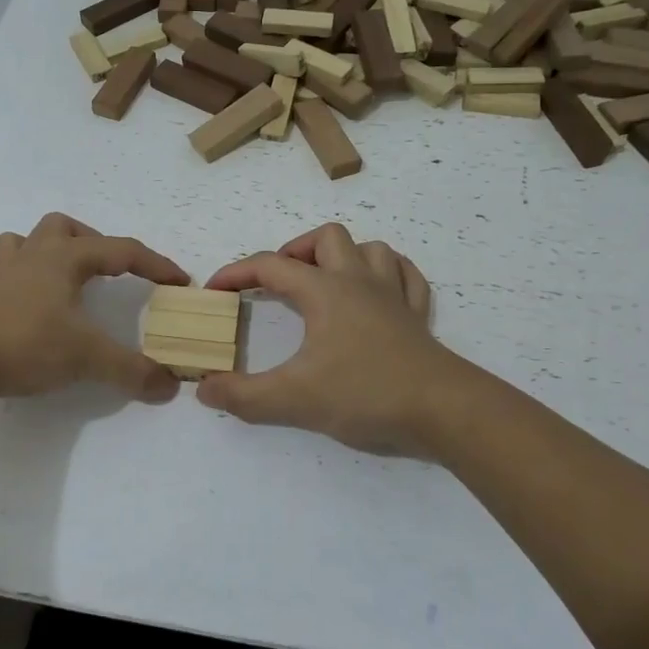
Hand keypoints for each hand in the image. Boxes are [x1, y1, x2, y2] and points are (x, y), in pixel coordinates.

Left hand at [0, 213, 188, 402]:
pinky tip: (11, 302)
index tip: (178, 282)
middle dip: (88, 241)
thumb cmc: (23, 343)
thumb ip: (130, 371)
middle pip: (61, 227)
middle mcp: (31, 258)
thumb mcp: (85, 358)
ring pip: (19, 242)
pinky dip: (4, 282)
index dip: (155, 264)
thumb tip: (170, 386)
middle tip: (104, 270)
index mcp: (64, 260)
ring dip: (40, 253)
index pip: (121, 250)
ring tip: (55, 279)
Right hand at [197, 223, 456, 455]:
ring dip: (344, 257)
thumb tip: (205, 389)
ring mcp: (394, 296)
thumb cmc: (365, 393)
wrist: (443, 409)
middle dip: (296, 251)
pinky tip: (377, 293)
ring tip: (326, 283)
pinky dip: (387, 274)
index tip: (215, 291)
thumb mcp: (293, 400)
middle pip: (326, 238)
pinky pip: (406, 276)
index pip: (271, 266)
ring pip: (371, 249)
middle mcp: (359, 281)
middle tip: (279, 283)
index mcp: (325, 291)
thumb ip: (243, 396)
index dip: (236, 273)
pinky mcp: (418, 317)